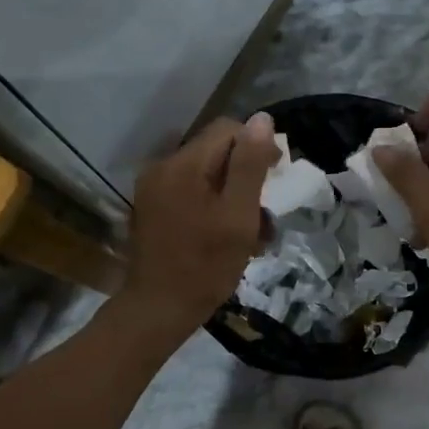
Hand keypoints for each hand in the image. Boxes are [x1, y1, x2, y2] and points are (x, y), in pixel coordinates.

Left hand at [119, 112, 281, 341]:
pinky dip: (213, 206)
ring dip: (233, 194)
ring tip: (251, 231)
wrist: (159, 309)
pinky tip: (226, 234)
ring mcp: (154, 188)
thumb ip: (250, 165)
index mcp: (184, 164)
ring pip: (206, 174)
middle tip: (265, 212)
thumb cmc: (206, 265)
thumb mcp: (238, 216)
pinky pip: (190, 192)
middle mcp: (163, 166)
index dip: (258, 146)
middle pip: (216, 151)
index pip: (229, 129)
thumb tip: (262, 120)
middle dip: (246, 174)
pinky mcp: (152, 208)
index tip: (276, 177)